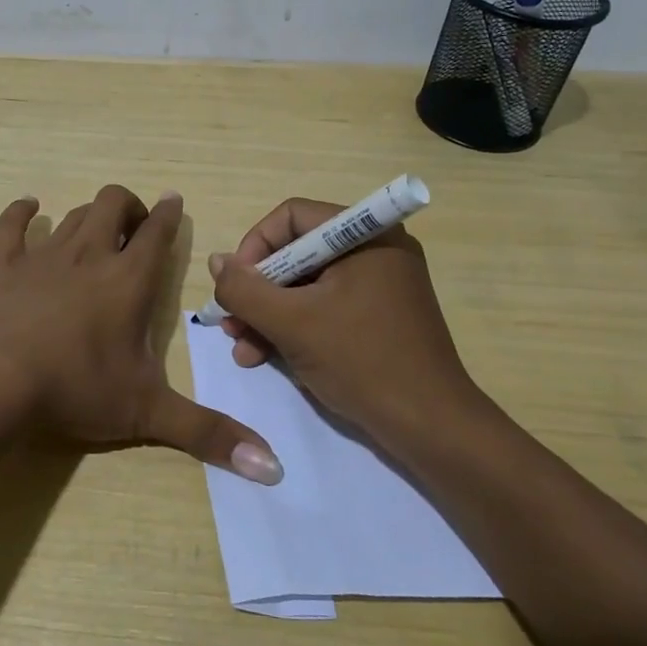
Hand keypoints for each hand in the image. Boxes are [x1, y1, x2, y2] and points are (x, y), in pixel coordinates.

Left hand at [0, 185, 283, 483]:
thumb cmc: (75, 388)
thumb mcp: (147, 413)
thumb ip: (208, 434)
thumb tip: (273, 467)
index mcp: (129, 280)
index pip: (157, 232)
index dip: (169, 214)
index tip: (174, 201)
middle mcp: (90, 254)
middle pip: (113, 204)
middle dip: (130, 207)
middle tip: (135, 230)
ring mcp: (44, 254)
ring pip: (73, 213)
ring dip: (89, 215)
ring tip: (96, 231)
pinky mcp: (4, 263)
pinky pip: (12, 224)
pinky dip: (22, 212)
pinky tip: (30, 208)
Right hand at [208, 197, 480, 442]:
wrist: (430, 428)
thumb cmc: (362, 362)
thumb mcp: (292, 323)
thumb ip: (245, 289)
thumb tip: (216, 261)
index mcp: (365, 235)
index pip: (291, 217)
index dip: (254, 247)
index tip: (234, 287)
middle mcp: (374, 250)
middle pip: (296, 253)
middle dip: (257, 290)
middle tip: (230, 323)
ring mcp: (378, 285)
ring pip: (305, 285)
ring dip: (269, 314)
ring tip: (242, 349)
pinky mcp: (378, 316)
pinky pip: (324, 307)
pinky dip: (294, 327)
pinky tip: (264, 357)